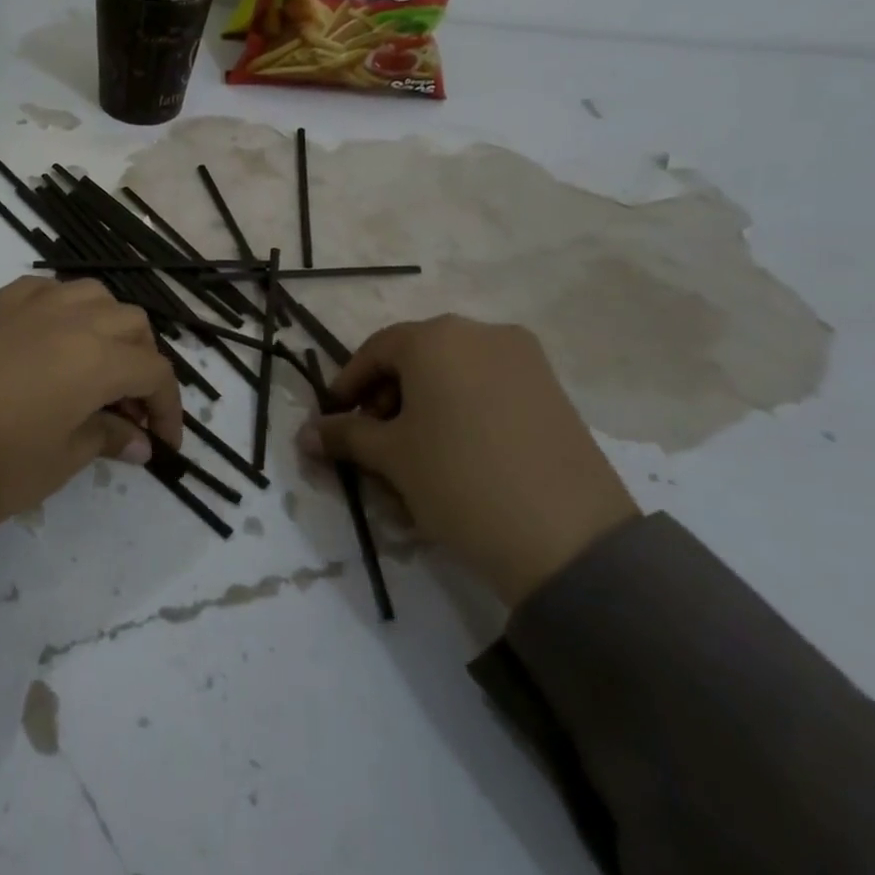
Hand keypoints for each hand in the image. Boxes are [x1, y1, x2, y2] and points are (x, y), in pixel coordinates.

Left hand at [0, 277, 182, 540]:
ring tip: (100, 371)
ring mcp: (29, 304)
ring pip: (94, 297)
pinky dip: (68, 310)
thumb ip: (105, 440)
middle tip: (131, 411)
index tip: (165, 444)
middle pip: (132, 325)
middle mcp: (70, 318)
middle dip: (143, 364)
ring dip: (111, 329)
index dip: (169, 409)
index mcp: (94, 358)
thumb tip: (140, 441)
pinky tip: (57, 341)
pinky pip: (49, 291)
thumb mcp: (56, 463)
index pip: (154, 372)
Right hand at [301, 315, 636, 605]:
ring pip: (453, 373)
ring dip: (423, 405)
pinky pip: (488, 388)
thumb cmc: (458, 479)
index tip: (333, 420)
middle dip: (386, 397)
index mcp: (436, 338)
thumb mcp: (390, 457)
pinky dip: (461, 411)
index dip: (347, 385)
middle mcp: (481, 333)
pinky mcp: (552, 390)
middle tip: (373, 440)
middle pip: (415, 358)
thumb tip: (305, 434)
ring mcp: (524, 360)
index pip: (375, 350)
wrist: (569, 540)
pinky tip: (456, 454)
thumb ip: (344, 435)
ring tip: (415, 453)